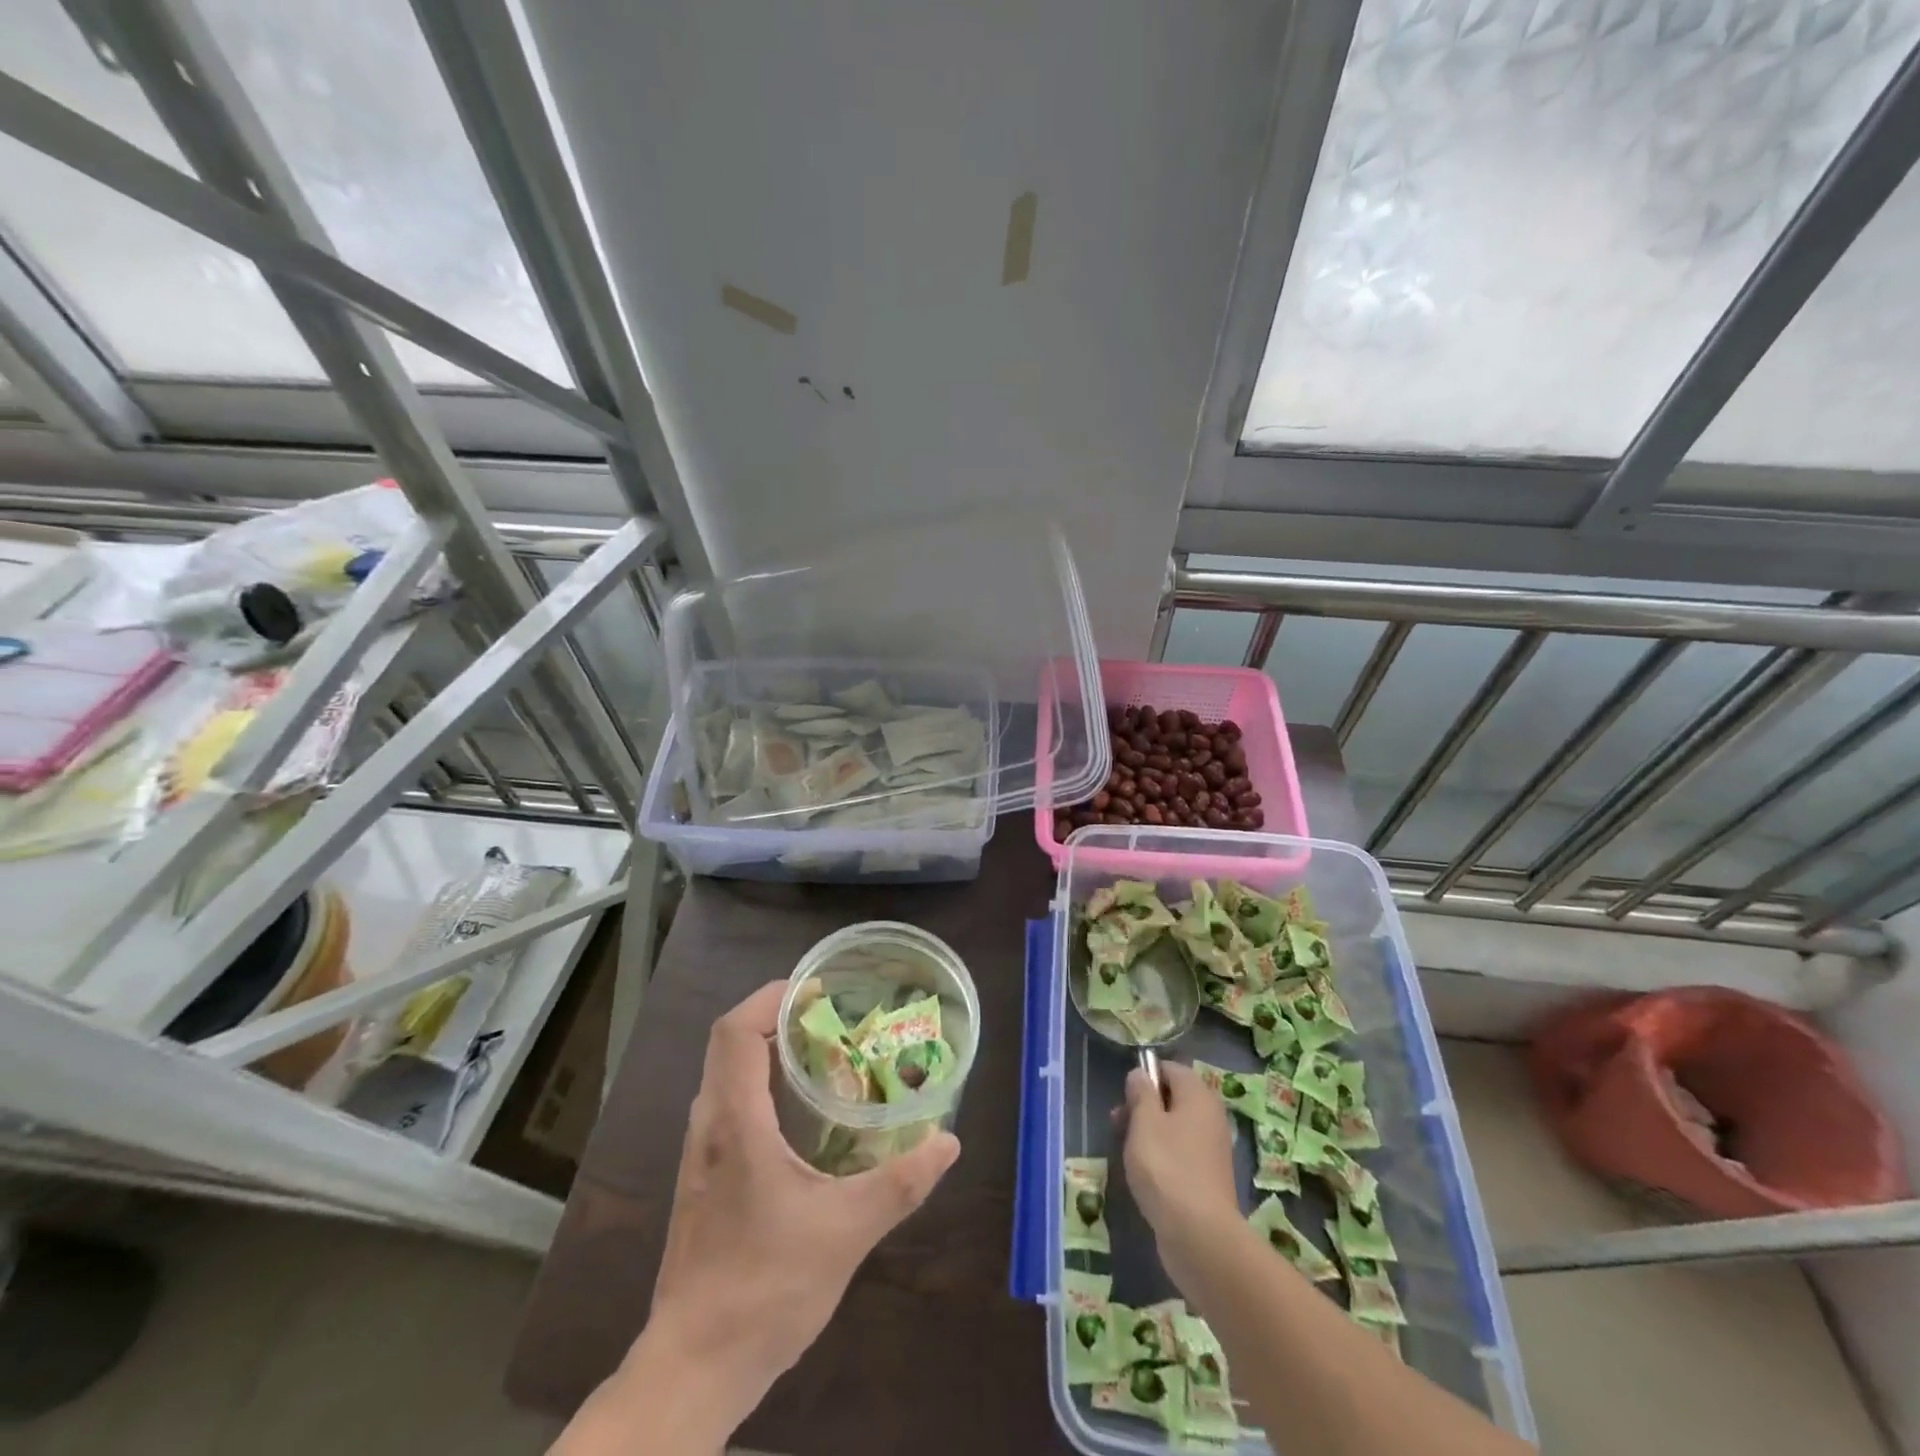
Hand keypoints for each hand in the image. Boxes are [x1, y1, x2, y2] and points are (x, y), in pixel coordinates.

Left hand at [640, 980, 960, 1432]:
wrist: (694, 1368)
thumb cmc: (765, 1289)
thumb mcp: (846, 1232)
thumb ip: (900, 1184)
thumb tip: (948, 1142)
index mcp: (735, 1124)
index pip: (736, 1031)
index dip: (772, 997)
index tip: (817, 989)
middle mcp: (709, 1127)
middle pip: (730, 1044)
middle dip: (777, 1017)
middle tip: (831, 1018)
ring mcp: (700, 1155)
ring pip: (726, 1075)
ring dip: (767, 1051)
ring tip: (822, 1056)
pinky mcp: (703, 1180)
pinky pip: (728, 1106)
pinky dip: (760, 1086)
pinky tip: (800, 1117)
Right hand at [1118, 1063, 1240, 1290]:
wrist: (1199, 1235)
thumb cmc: (1167, 1167)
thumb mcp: (1144, 1121)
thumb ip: (1140, 1092)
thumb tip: (1140, 1074)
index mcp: (1199, 1096)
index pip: (1171, 1069)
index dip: (1145, 1076)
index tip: (1124, 1096)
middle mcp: (1211, 1117)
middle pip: (1172, 1098)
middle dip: (1143, 1106)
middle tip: (1117, 1123)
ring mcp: (1211, 1150)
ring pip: (1174, 1127)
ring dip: (1148, 1132)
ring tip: (1125, 1150)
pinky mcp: (1207, 1178)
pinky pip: (1180, 1153)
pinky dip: (1161, 1156)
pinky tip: (1144, 1173)